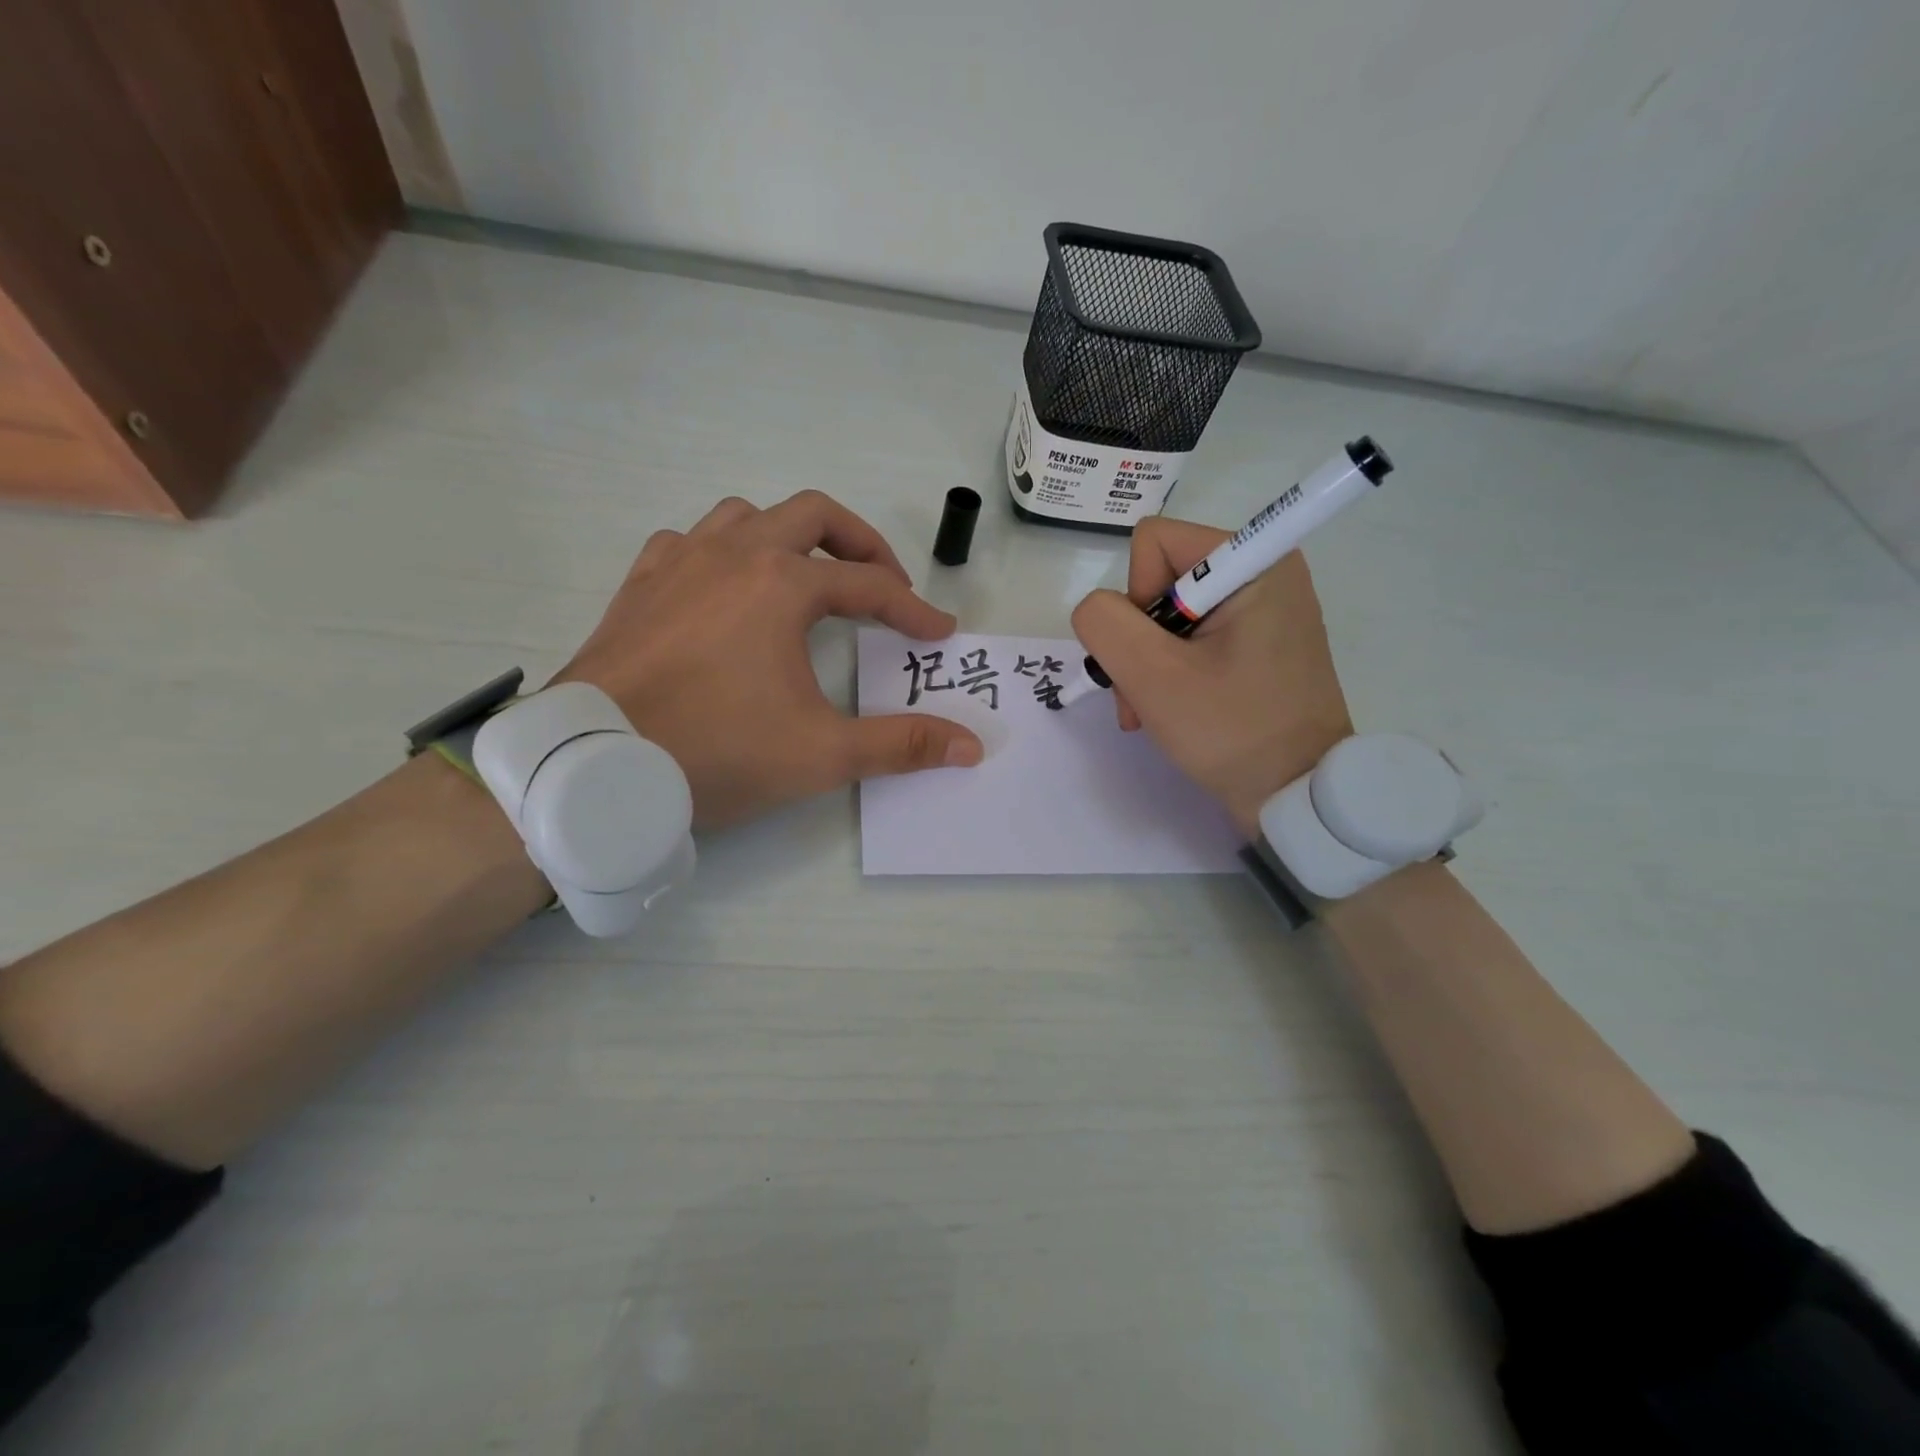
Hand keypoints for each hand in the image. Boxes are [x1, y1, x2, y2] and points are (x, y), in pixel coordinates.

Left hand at [555, 491, 981, 829]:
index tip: (939, 634)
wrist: (595, 764)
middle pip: (814, 516)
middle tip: (886, 583)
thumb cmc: (716, 752)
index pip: (870, 587)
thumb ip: (901, 745)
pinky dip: (722, 552)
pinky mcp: (641, 584)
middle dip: (861, 544)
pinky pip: (690, 541)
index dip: (913, 609)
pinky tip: (724, 588)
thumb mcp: (822, 754)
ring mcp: (680, 562)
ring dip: (789, 537)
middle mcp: (733, 554)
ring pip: (747, 516)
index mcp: (781, 585)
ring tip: (807, 577)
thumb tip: (970, 747)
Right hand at [1070, 516, 1352, 837]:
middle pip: (1159, 580)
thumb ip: (1106, 622)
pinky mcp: (1257, 642)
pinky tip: (1168, 707)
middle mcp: (1262, 573)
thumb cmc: (1230, 729)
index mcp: (1254, 562)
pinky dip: (1169, 671)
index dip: (1135, 598)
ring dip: (1147, 664)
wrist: (1295, 795)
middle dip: (1137, 641)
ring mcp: (1262, 611)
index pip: (1154, 543)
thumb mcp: (1153, 675)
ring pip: (1167, 614)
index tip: (1155, 654)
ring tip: (1150, 710)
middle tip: (1142, 695)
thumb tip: (1098, 609)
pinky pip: (1191, 637)